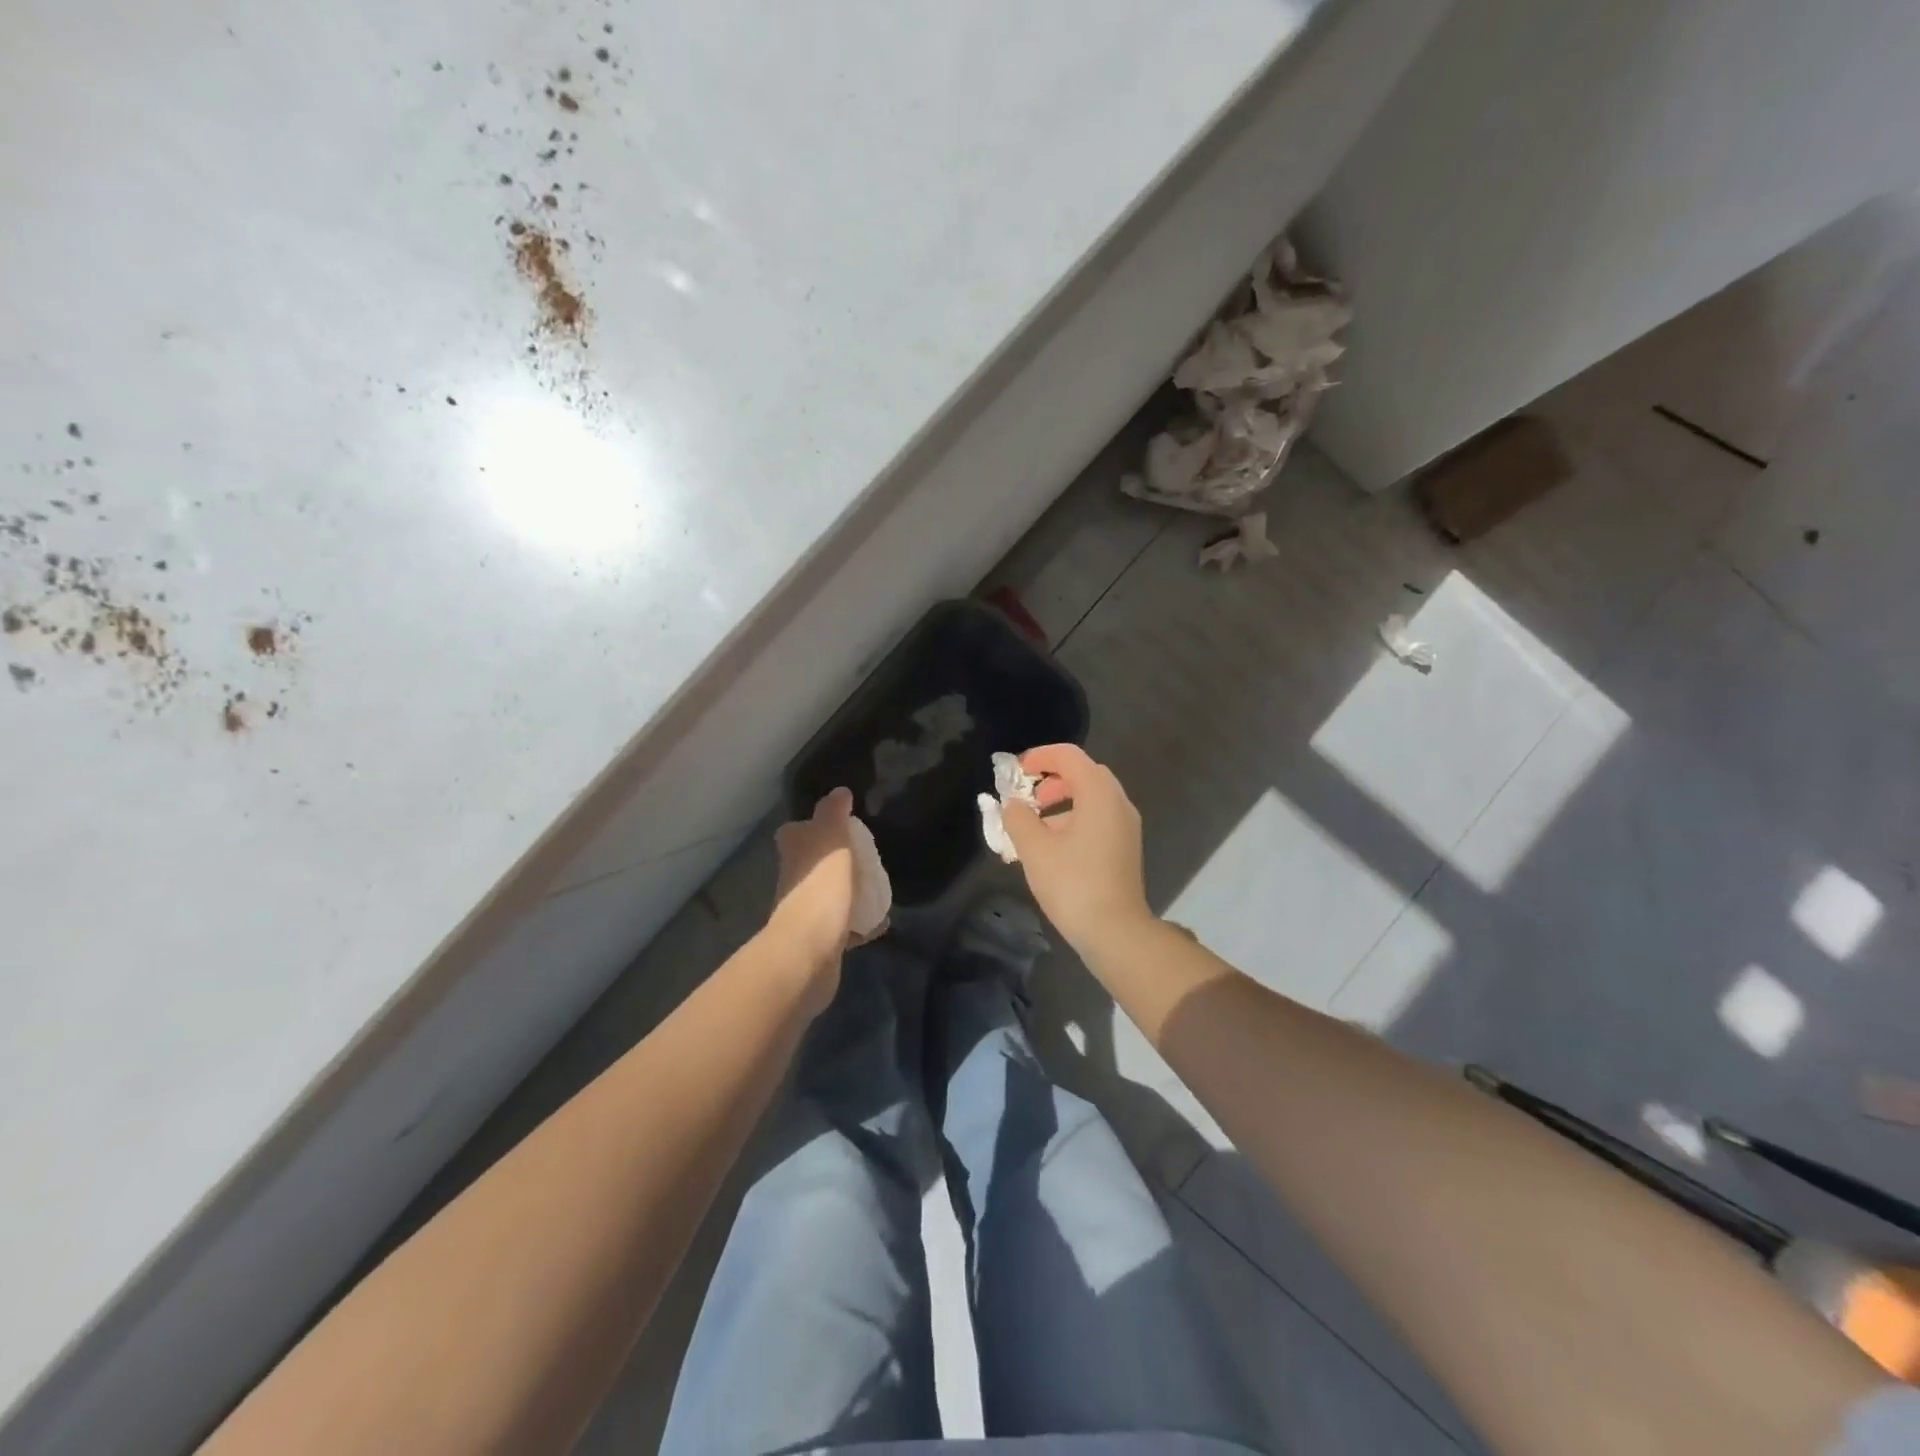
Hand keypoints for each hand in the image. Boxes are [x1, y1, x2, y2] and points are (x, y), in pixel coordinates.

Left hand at [768, 788, 868, 1014]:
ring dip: (850, 892)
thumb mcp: (831, 837)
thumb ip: (834, 813)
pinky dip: (862, 925)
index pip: (798, 831)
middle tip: (868, 857)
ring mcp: (806, 913)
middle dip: (837, 861)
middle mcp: (794, 880)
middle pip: (815, 864)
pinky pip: (846, 928)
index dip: (814, 826)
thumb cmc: (820, 887)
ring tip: (878, 888)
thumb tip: (839, 791)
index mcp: (794, 852)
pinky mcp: (821, 942)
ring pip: (830, 895)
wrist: (809, 951)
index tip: (842, 825)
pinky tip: (882, 922)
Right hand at [1000, 744, 1153, 953]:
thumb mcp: (1034, 849)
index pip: (1069, 756)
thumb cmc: (1073, 884)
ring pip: (1091, 798)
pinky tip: (1052, 847)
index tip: (1016, 772)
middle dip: (1051, 779)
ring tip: (1033, 827)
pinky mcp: (1125, 847)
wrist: (1115, 932)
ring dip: (1061, 802)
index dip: (1039, 756)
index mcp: (1099, 794)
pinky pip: (1097, 818)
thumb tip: (1012, 804)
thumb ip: (1018, 818)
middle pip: (1084, 773)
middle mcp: (1118, 803)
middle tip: (1027, 799)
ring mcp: (1125, 826)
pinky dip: (1073, 819)